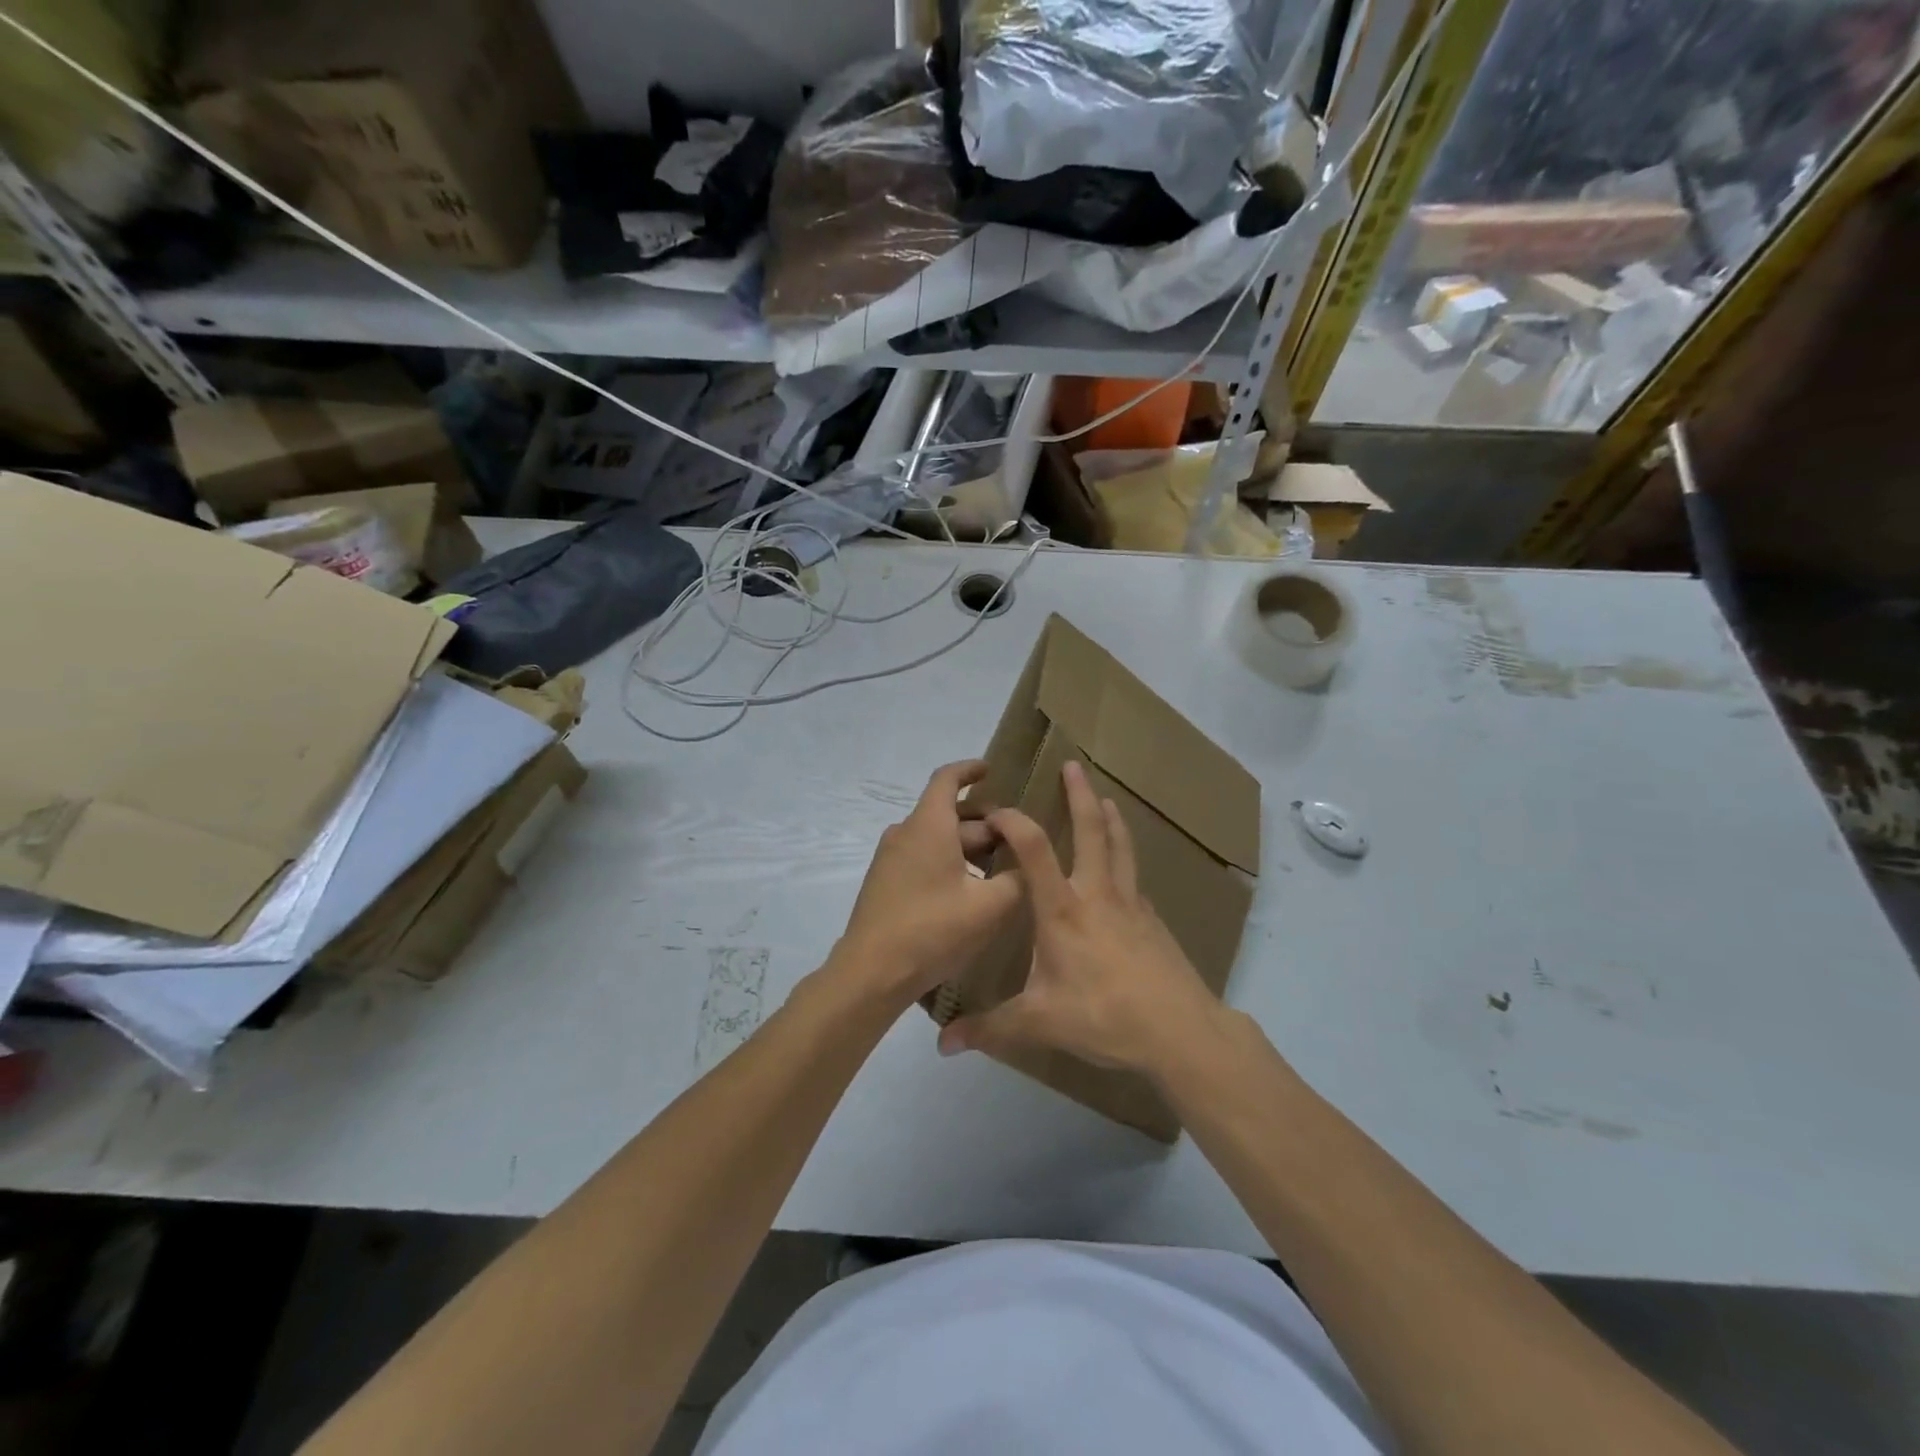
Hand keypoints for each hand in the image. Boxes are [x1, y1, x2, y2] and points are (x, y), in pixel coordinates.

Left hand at [831, 760, 1021, 1006]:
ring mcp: (890, 858)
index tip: (991, 770)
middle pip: (948, 813)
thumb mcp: (989, 907)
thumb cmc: (932, 930)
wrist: (871, 972)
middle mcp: (905, 833)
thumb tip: (1027, 866)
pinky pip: (922, 857)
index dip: (970, 770)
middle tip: (1016, 839)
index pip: (947, 779)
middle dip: (984, 822)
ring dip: (968, 846)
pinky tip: (970, 891)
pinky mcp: (885, 882)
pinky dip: (949, 861)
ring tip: (1000, 868)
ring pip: (937, 838)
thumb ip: (1017, 879)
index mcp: (929, 825)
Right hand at [937, 760, 1224, 1079]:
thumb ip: (988, 1028)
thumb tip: (942, 1044)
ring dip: (1111, 819)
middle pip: (1091, 830)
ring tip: (1106, 799)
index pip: (1033, 848)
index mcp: (1063, 909)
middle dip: (1080, 795)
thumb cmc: (1103, 1016)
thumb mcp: (1038, 1024)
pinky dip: (1126, 862)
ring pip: (1121, 847)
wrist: (1179, 1031)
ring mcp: (1132, 904)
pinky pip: (1135, 880)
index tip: (995, 810)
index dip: (1013, 820)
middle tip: (1074, 765)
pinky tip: (1123, 874)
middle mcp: (1097, 894)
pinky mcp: (1153, 921)